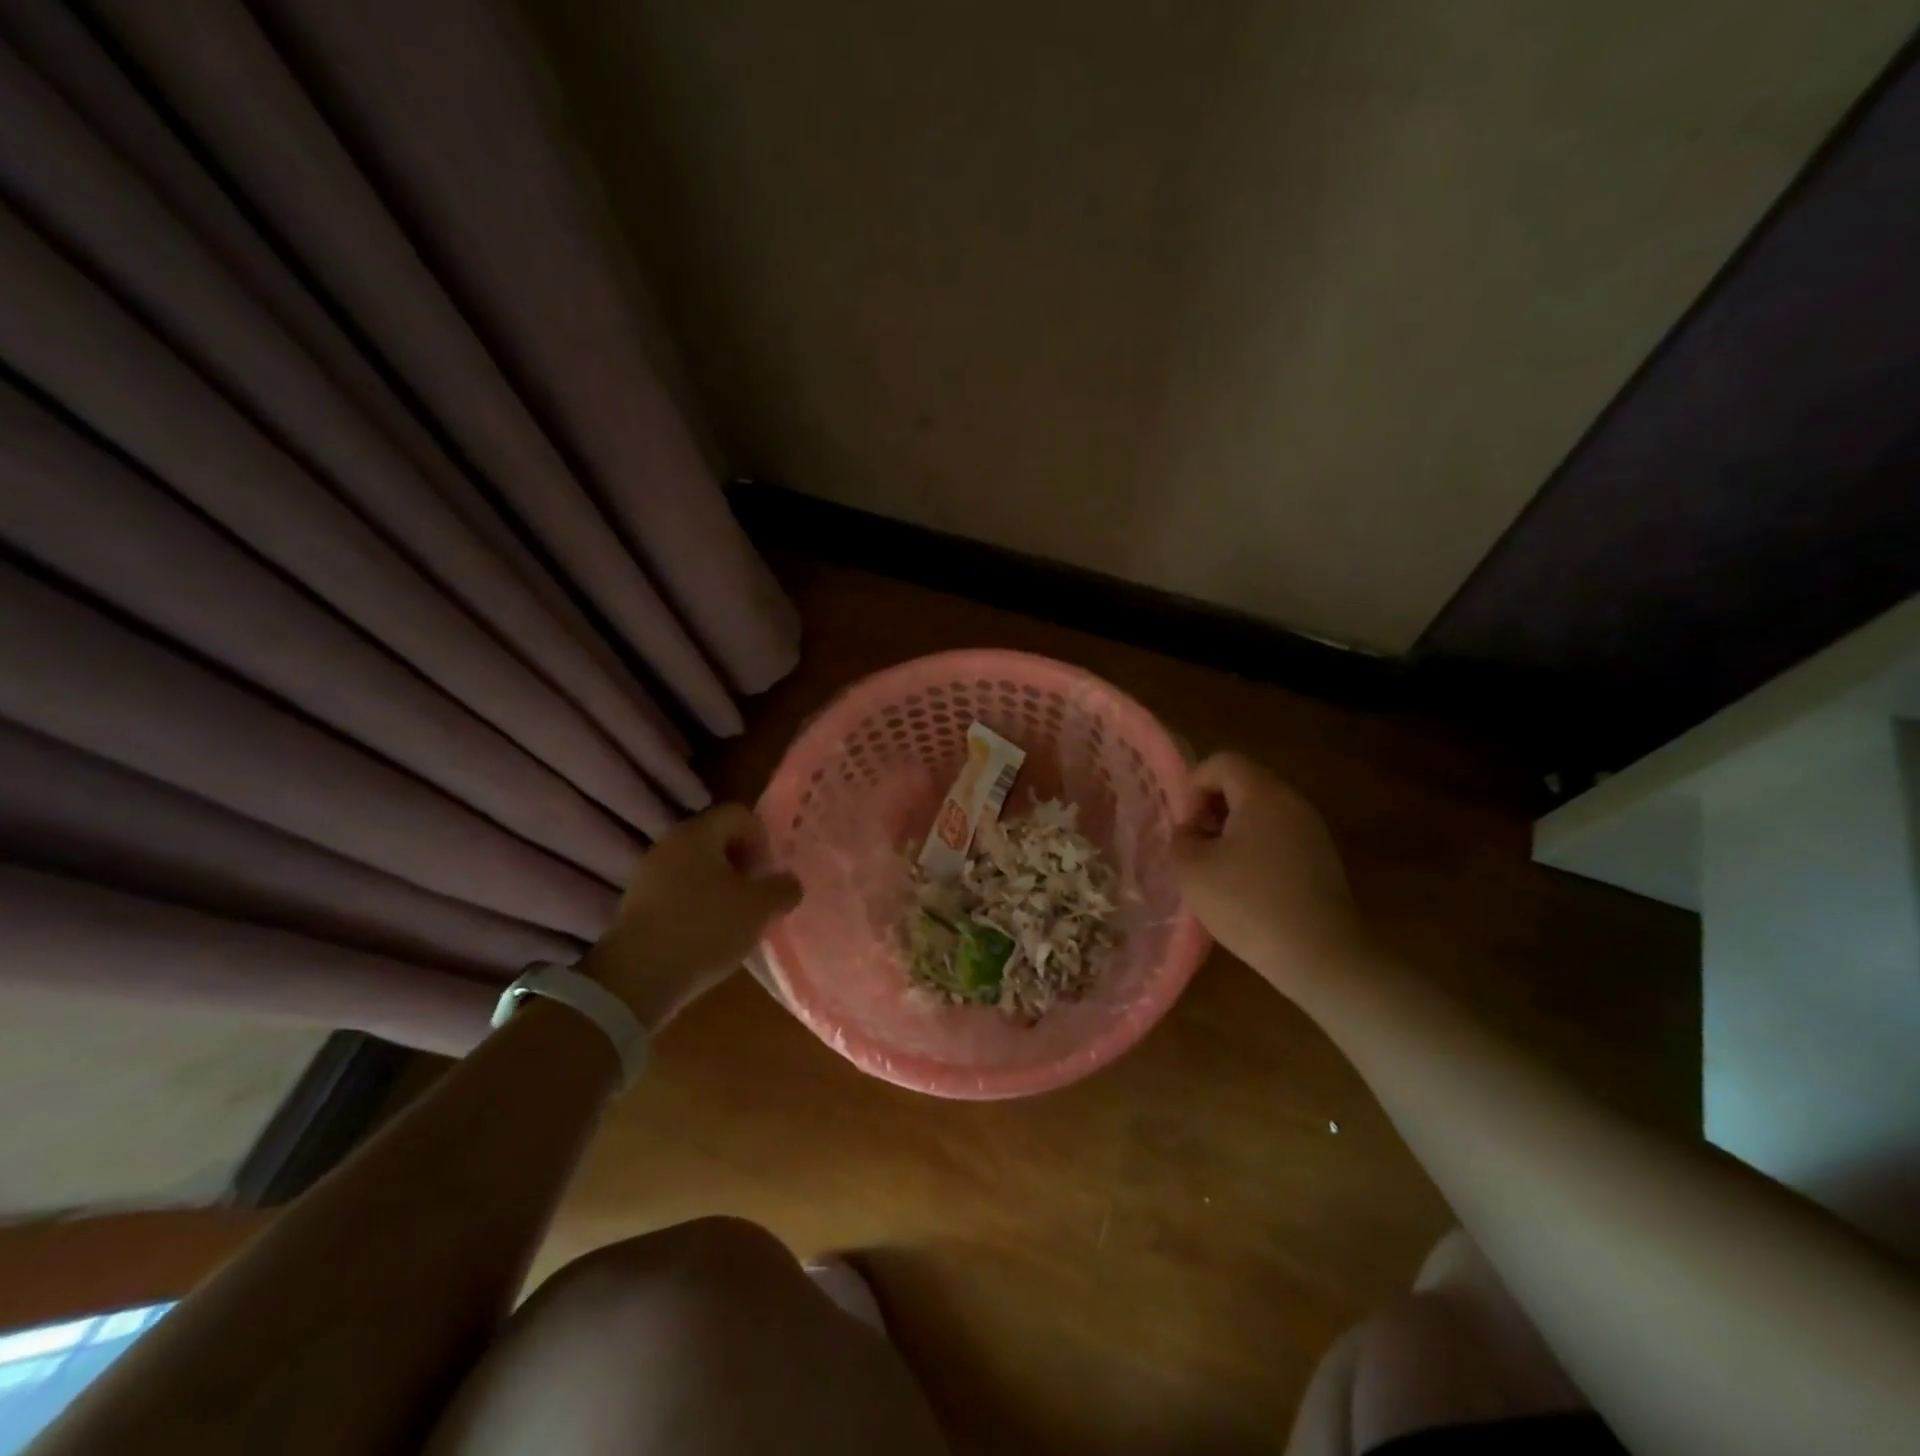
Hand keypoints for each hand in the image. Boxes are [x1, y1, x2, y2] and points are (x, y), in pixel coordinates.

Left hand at [581, 804, 801, 1031]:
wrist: (635, 980)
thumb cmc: (705, 930)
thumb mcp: (760, 909)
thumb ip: (783, 889)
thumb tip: (788, 882)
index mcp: (698, 833)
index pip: (739, 814)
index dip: (762, 839)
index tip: (766, 874)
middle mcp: (669, 844)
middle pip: (717, 839)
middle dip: (742, 864)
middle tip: (755, 897)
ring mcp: (648, 874)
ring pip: (697, 867)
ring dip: (720, 887)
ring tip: (734, 920)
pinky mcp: (636, 904)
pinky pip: (677, 891)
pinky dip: (697, 905)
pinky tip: (707, 936)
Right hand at [1172, 751, 1374, 1000]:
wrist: (1320, 955)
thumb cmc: (1248, 903)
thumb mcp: (1193, 870)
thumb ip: (1181, 838)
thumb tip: (1190, 830)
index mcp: (1262, 794)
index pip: (1222, 762)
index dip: (1194, 784)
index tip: (1184, 824)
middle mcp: (1292, 801)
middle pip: (1244, 783)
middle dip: (1212, 807)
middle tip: (1196, 845)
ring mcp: (1312, 830)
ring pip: (1262, 811)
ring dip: (1234, 830)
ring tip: (1217, 868)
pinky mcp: (1322, 859)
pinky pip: (1280, 836)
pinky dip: (1256, 848)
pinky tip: (1246, 887)